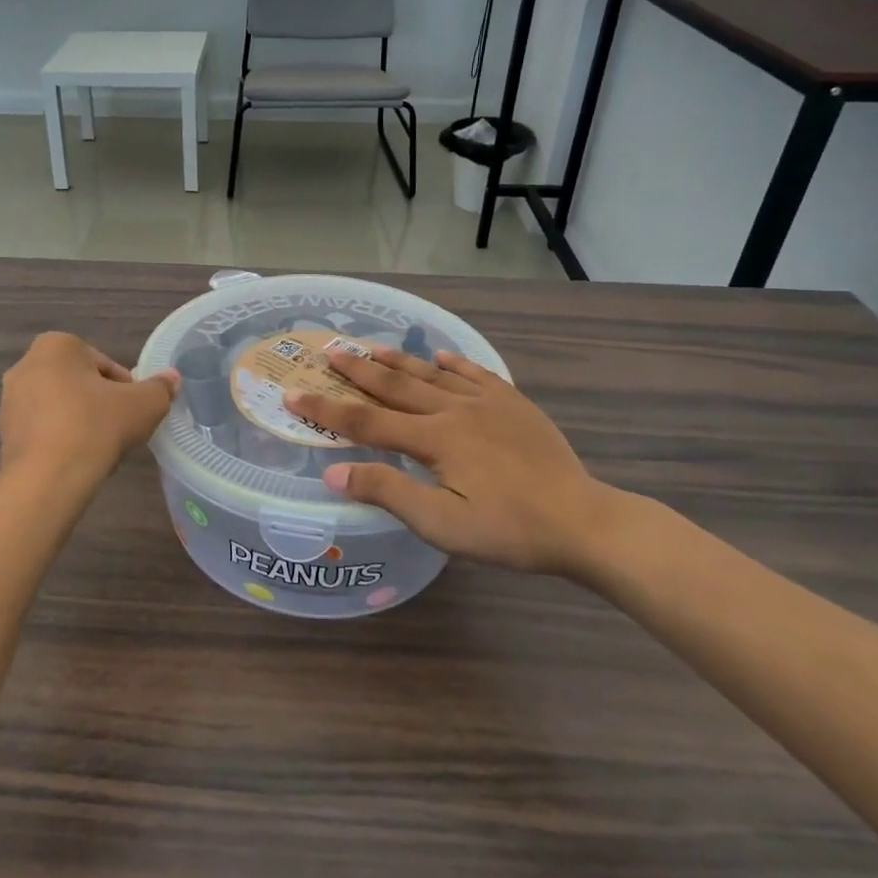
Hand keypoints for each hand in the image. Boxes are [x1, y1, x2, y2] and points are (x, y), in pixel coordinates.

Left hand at [0, 333, 177, 485]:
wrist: (48, 477)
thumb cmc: (96, 425)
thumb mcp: (144, 404)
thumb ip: (160, 388)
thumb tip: (172, 378)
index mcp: (56, 345)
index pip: (105, 364)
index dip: (127, 388)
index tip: (136, 411)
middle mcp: (25, 365)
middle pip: (80, 383)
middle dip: (101, 403)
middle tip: (122, 429)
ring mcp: (10, 401)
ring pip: (60, 407)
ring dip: (81, 422)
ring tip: (102, 449)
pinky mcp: (4, 435)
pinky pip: (43, 431)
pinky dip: (62, 441)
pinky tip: (78, 461)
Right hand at [284, 347, 623, 574]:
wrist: (583, 521)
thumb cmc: (509, 530)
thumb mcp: (442, 525)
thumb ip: (388, 493)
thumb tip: (334, 471)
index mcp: (434, 439)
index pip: (366, 421)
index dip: (327, 410)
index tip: (293, 393)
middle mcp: (455, 411)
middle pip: (396, 387)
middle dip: (358, 370)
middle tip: (329, 351)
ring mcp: (488, 404)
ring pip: (432, 375)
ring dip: (398, 361)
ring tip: (371, 346)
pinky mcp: (515, 405)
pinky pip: (477, 374)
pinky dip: (454, 363)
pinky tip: (442, 356)